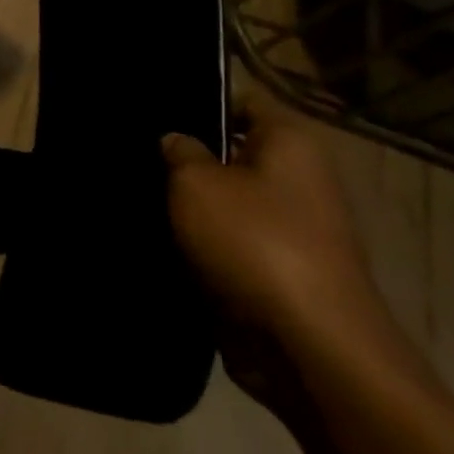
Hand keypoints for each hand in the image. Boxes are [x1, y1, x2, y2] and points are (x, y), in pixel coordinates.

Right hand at [161, 81, 398, 411]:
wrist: (312, 350)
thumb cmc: (255, 243)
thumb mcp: (195, 183)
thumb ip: (179, 153)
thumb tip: (176, 142)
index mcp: (291, 142)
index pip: (241, 103)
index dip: (199, 106)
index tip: (158, 120)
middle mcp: (301, 179)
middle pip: (233, 156)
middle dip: (191, 163)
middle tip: (142, 163)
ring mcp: (297, 232)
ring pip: (230, 206)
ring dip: (195, 212)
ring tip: (146, 206)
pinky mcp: (285, 276)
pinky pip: (235, 249)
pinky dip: (206, 251)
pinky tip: (166, 248)